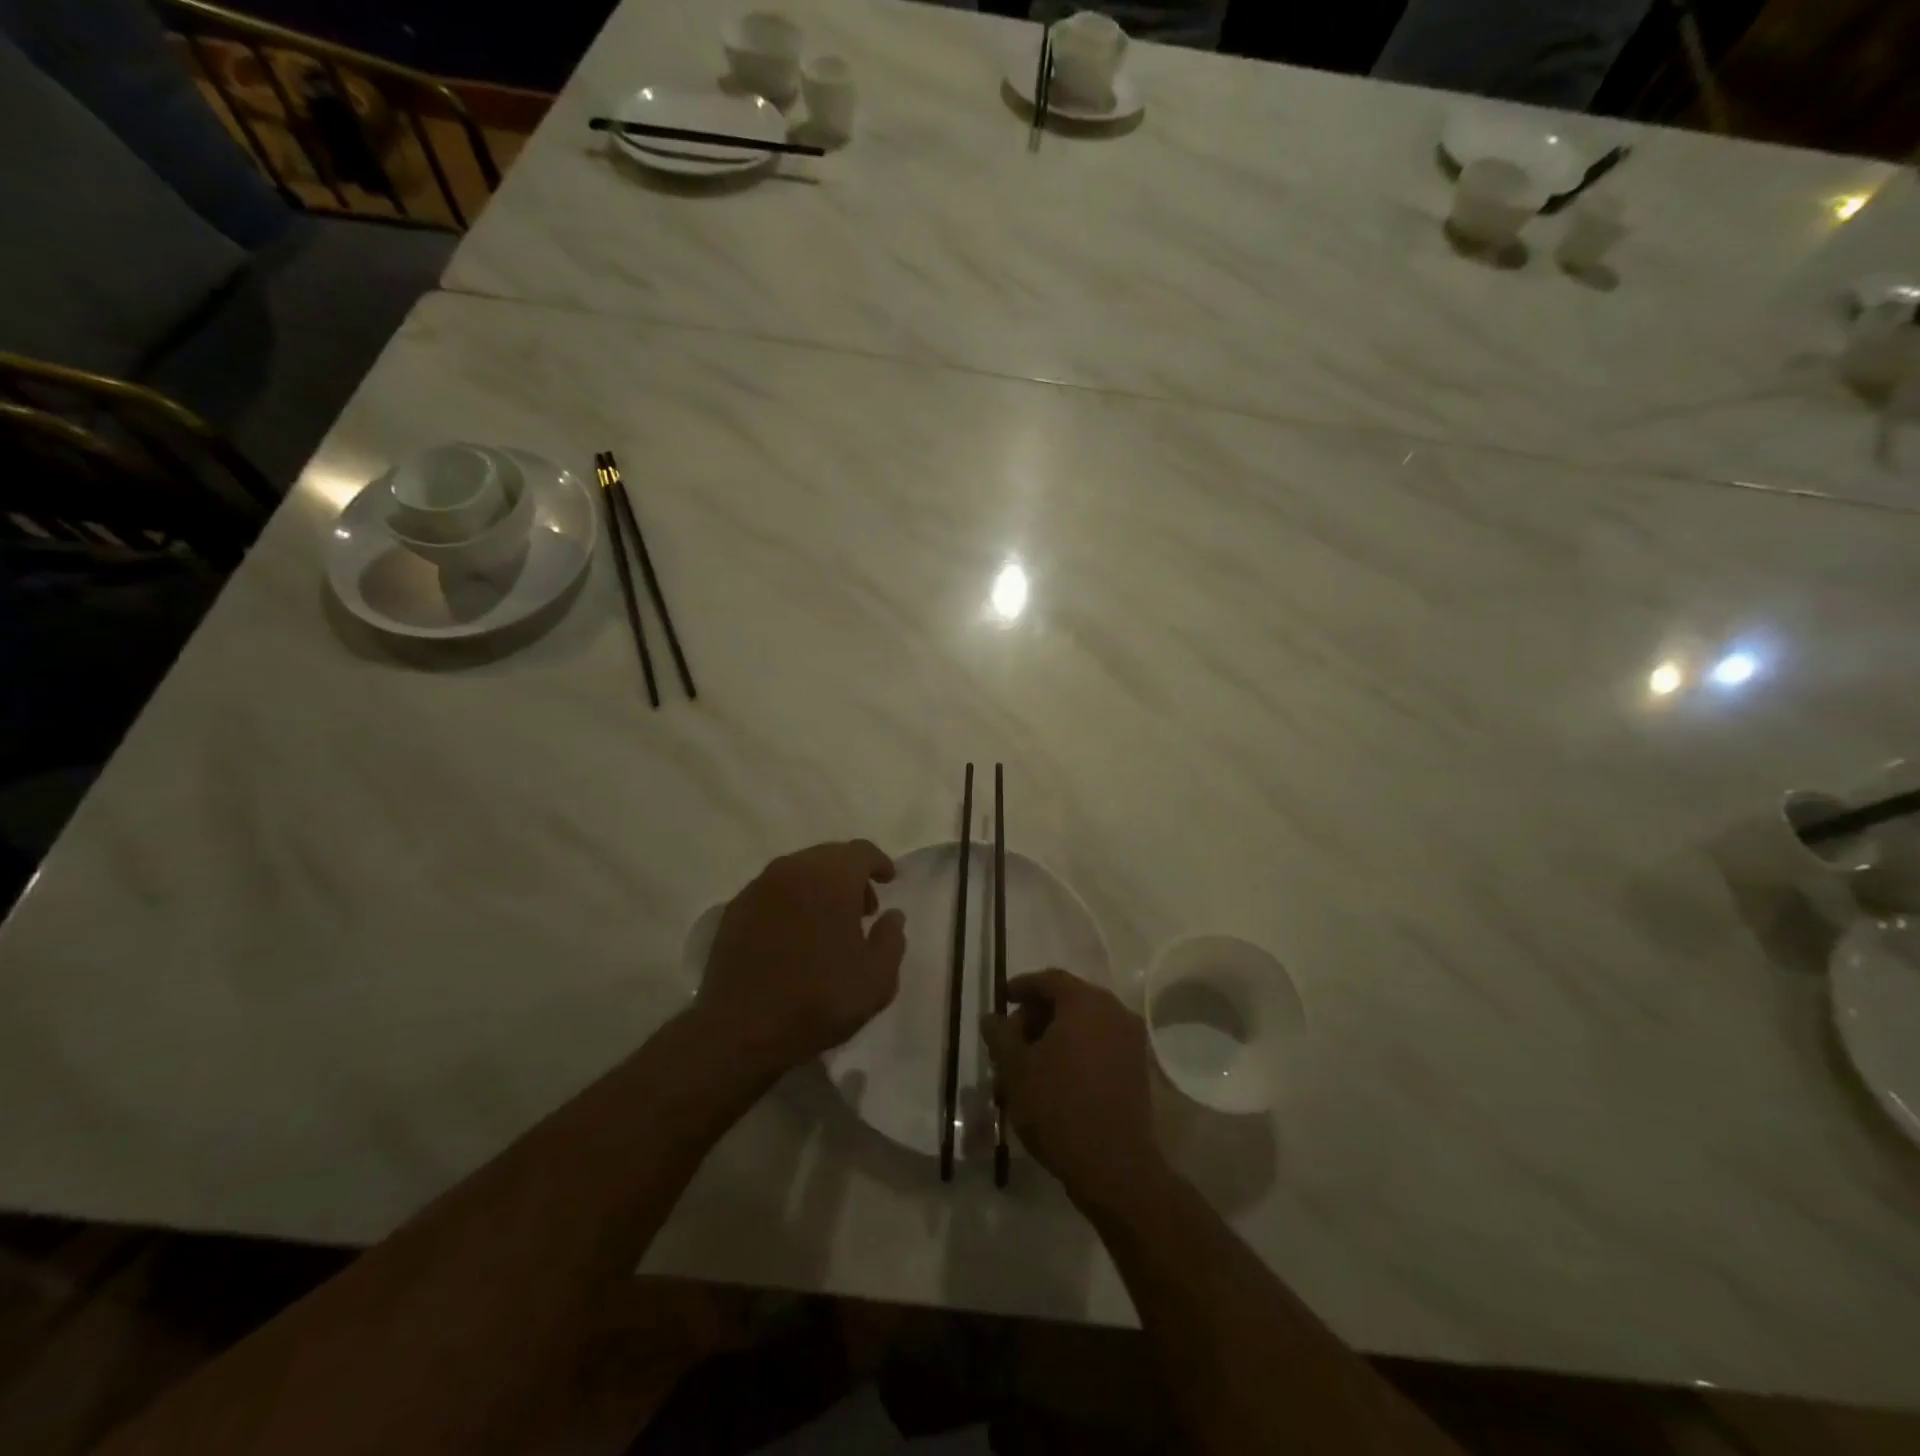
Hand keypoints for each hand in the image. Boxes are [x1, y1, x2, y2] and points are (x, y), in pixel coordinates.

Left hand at [697, 840, 905, 1077]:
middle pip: (829, 857)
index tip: (889, 880)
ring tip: (829, 924)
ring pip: (799, 872)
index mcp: (831, 879)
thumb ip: (892, 939)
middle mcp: (793, 870)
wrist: (740, 1031)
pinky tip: (795, 935)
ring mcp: (759, 888)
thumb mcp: (877, 980)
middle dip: (850, 876)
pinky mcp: (735, 909)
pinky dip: (791, 901)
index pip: (861, 851)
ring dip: (819, 887)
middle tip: (863, 910)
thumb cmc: (818, 1001)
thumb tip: (892, 915)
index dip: (879, 863)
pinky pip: (773, 891)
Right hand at [981, 969, 1163, 1209]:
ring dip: (1052, 1039)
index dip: (1021, 987)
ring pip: (1082, 1026)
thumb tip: (992, 1017)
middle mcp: (1113, 1011)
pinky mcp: (1137, 1068)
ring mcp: (1130, 1040)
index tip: (1002, 1000)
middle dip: (1035, 1017)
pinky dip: (1074, 1053)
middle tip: (1010, 1041)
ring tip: (1026, 1067)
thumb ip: (1000, 1035)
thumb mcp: (1016, 1069)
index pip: (1048, 980)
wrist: (1114, 1166)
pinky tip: (1053, 1080)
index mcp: (1085, 1002)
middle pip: (1067, 1001)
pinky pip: (1098, 1046)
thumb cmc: (1058, 1106)